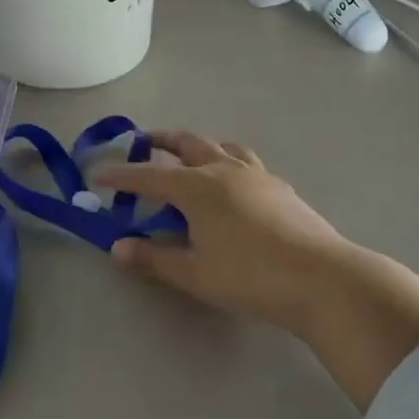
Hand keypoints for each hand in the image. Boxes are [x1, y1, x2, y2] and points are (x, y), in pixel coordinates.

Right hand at [95, 131, 349, 334]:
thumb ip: (155, 258)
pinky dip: (227, 160)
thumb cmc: (250, 276)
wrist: (321, 277)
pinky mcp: (279, 185)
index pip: (149, 177)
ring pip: (220, 146)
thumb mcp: (195, 274)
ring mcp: (255, 174)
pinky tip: (231, 182)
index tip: (97, 173)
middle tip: (143, 141)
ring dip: (198, 145)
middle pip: (186, 143)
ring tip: (188, 154)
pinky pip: (244, 161)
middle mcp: (223, 169)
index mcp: (197, 187)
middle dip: (160, 140)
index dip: (121, 176)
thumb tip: (118, 247)